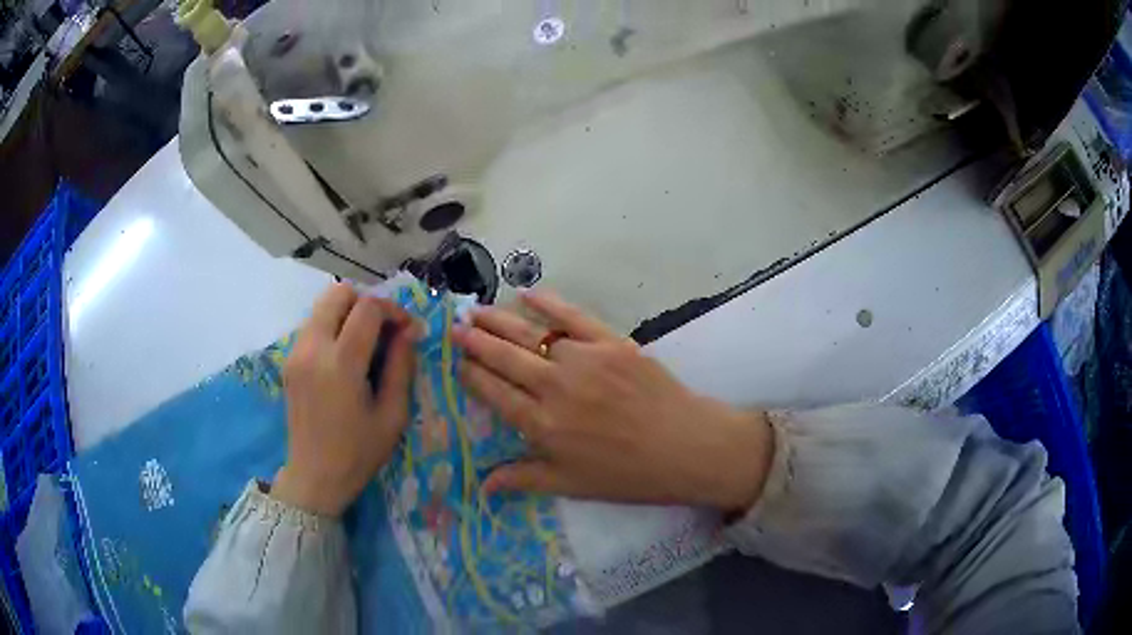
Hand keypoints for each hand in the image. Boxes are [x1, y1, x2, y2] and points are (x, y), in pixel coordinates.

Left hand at [273, 283, 419, 516]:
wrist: (314, 476)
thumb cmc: (358, 452)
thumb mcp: (392, 415)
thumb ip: (401, 366)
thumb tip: (410, 331)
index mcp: (341, 363)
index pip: (368, 308)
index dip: (394, 310)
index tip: (408, 330)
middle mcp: (313, 347)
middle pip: (338, 292)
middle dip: (366, 302)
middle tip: (383, 330)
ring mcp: (296, 351)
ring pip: (322, 305)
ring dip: (348, 313)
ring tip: (365, 343)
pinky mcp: (289, 359)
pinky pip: (313, 324)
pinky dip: (333, 326)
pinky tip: (345, 356)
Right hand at [453, 292, 773, 512]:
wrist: (686, 447)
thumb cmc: (628, 474)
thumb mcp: (572, 485)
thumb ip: (523, 479)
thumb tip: (482, 487)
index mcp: (542, 425)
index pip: (494, 393)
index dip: (471, 374)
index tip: (454, 361)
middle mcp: (555, 387)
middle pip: (504, 357)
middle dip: (475, 341)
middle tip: (455, 328)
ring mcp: (584, 360)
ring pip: (530, 334)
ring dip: (500, 321)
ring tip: (477, 311)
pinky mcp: (611, 342)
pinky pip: (573, 316)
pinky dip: (549, 303)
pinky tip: (528, 294)